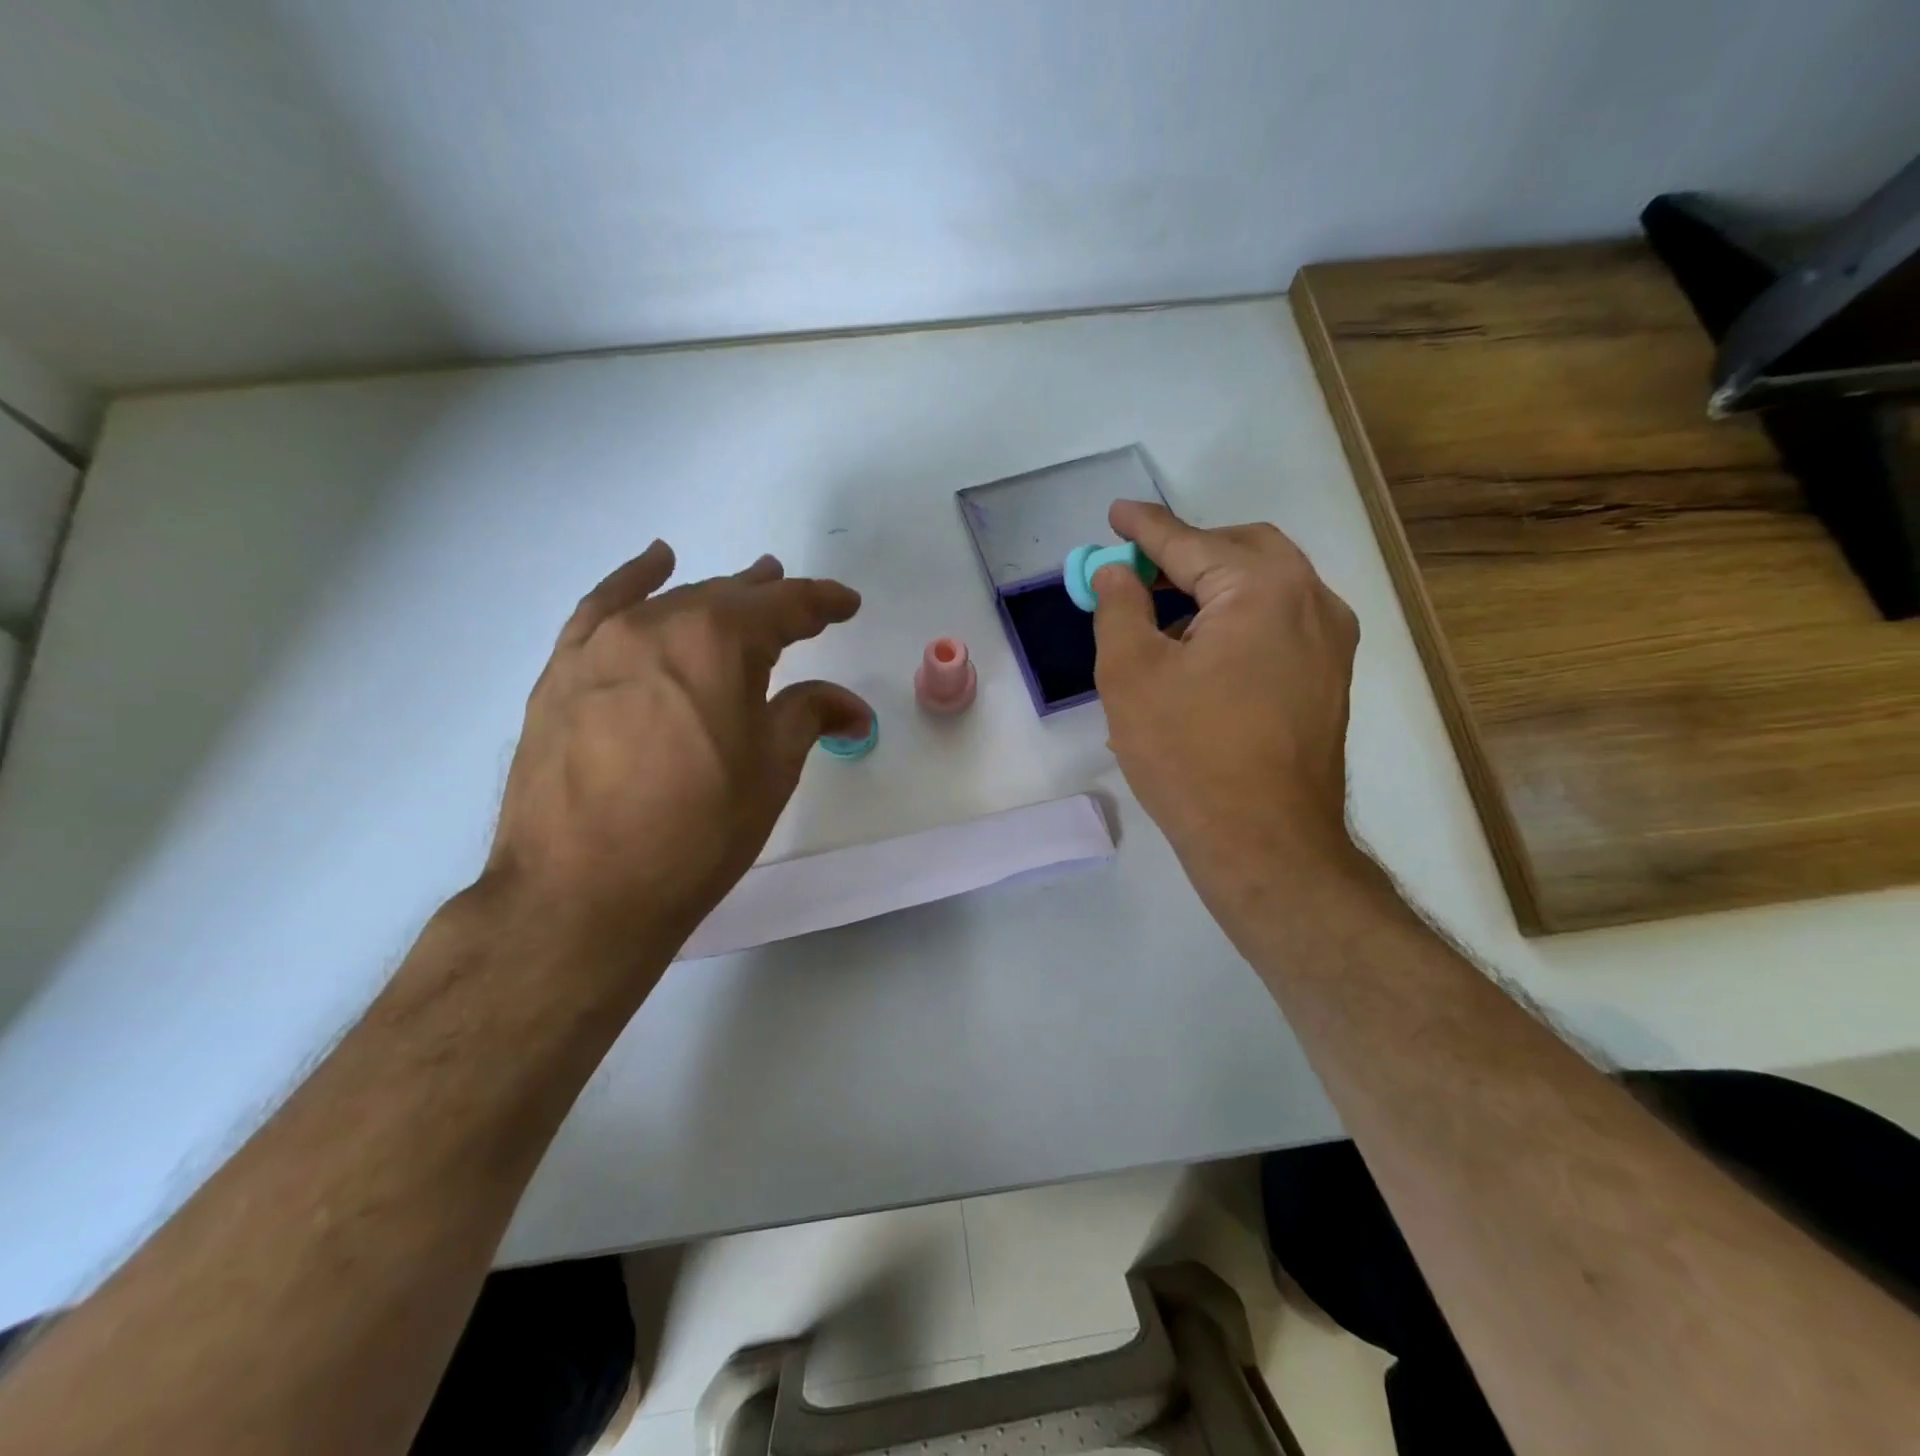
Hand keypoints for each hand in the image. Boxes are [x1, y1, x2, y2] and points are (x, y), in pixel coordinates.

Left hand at [481, 541, 869, 987]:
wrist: (581, 893)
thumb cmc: (697, 832)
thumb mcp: (771, 771)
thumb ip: (809, 716)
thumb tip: (851, 705)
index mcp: (719, 642)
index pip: (784, 607)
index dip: (822, 602)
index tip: (847, 604)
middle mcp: (658, 625)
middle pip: (727, 598)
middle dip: (771, 600)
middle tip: (802, 606)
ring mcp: (602, 645)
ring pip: (672, 603)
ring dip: (715, 595)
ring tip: (745, 586)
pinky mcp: (562, 672)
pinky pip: (601, 608)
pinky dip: (633, 581)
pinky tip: (655, 565)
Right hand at [1091, 502, 1361, 906]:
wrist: (1264, 841)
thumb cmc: (1188, 752)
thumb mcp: (1131, 674)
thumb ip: (1119, 608)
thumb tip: (1115, 573)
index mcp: (1263, 588)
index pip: (1191, 542)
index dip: (1145, 528)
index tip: (1115, 514)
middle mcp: (1312, 600)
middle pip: (1243, 550)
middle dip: (1188, 552)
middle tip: (1140, 569)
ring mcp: (1331, 642)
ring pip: (1268, 586)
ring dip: (1216, 587)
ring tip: (1164, 617)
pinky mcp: (1331, 679)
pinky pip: (1281, 622)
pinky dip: (1240, 618)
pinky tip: (1204, 653)